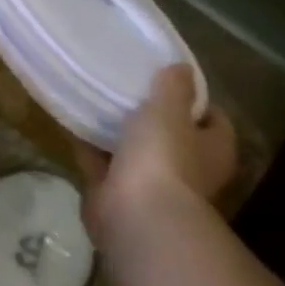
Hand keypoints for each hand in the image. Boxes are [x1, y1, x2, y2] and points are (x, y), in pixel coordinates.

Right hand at [75, 65, 237, 251]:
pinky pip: (100, 163)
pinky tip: (71, 123)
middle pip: (171, 137)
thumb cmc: (163, 157)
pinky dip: (88, 146)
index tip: (168, 81)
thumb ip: (173, 87)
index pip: (213, 121)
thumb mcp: (168, 110)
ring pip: (133, 152)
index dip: (195, 102)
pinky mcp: (116, 195)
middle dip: (151, 118)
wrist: (135, 216)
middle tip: (127, 89)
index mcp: (212, 151)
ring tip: (94, 99)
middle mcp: (186, 171)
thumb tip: (182, 68)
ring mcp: (150, 187)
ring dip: (116, 133)